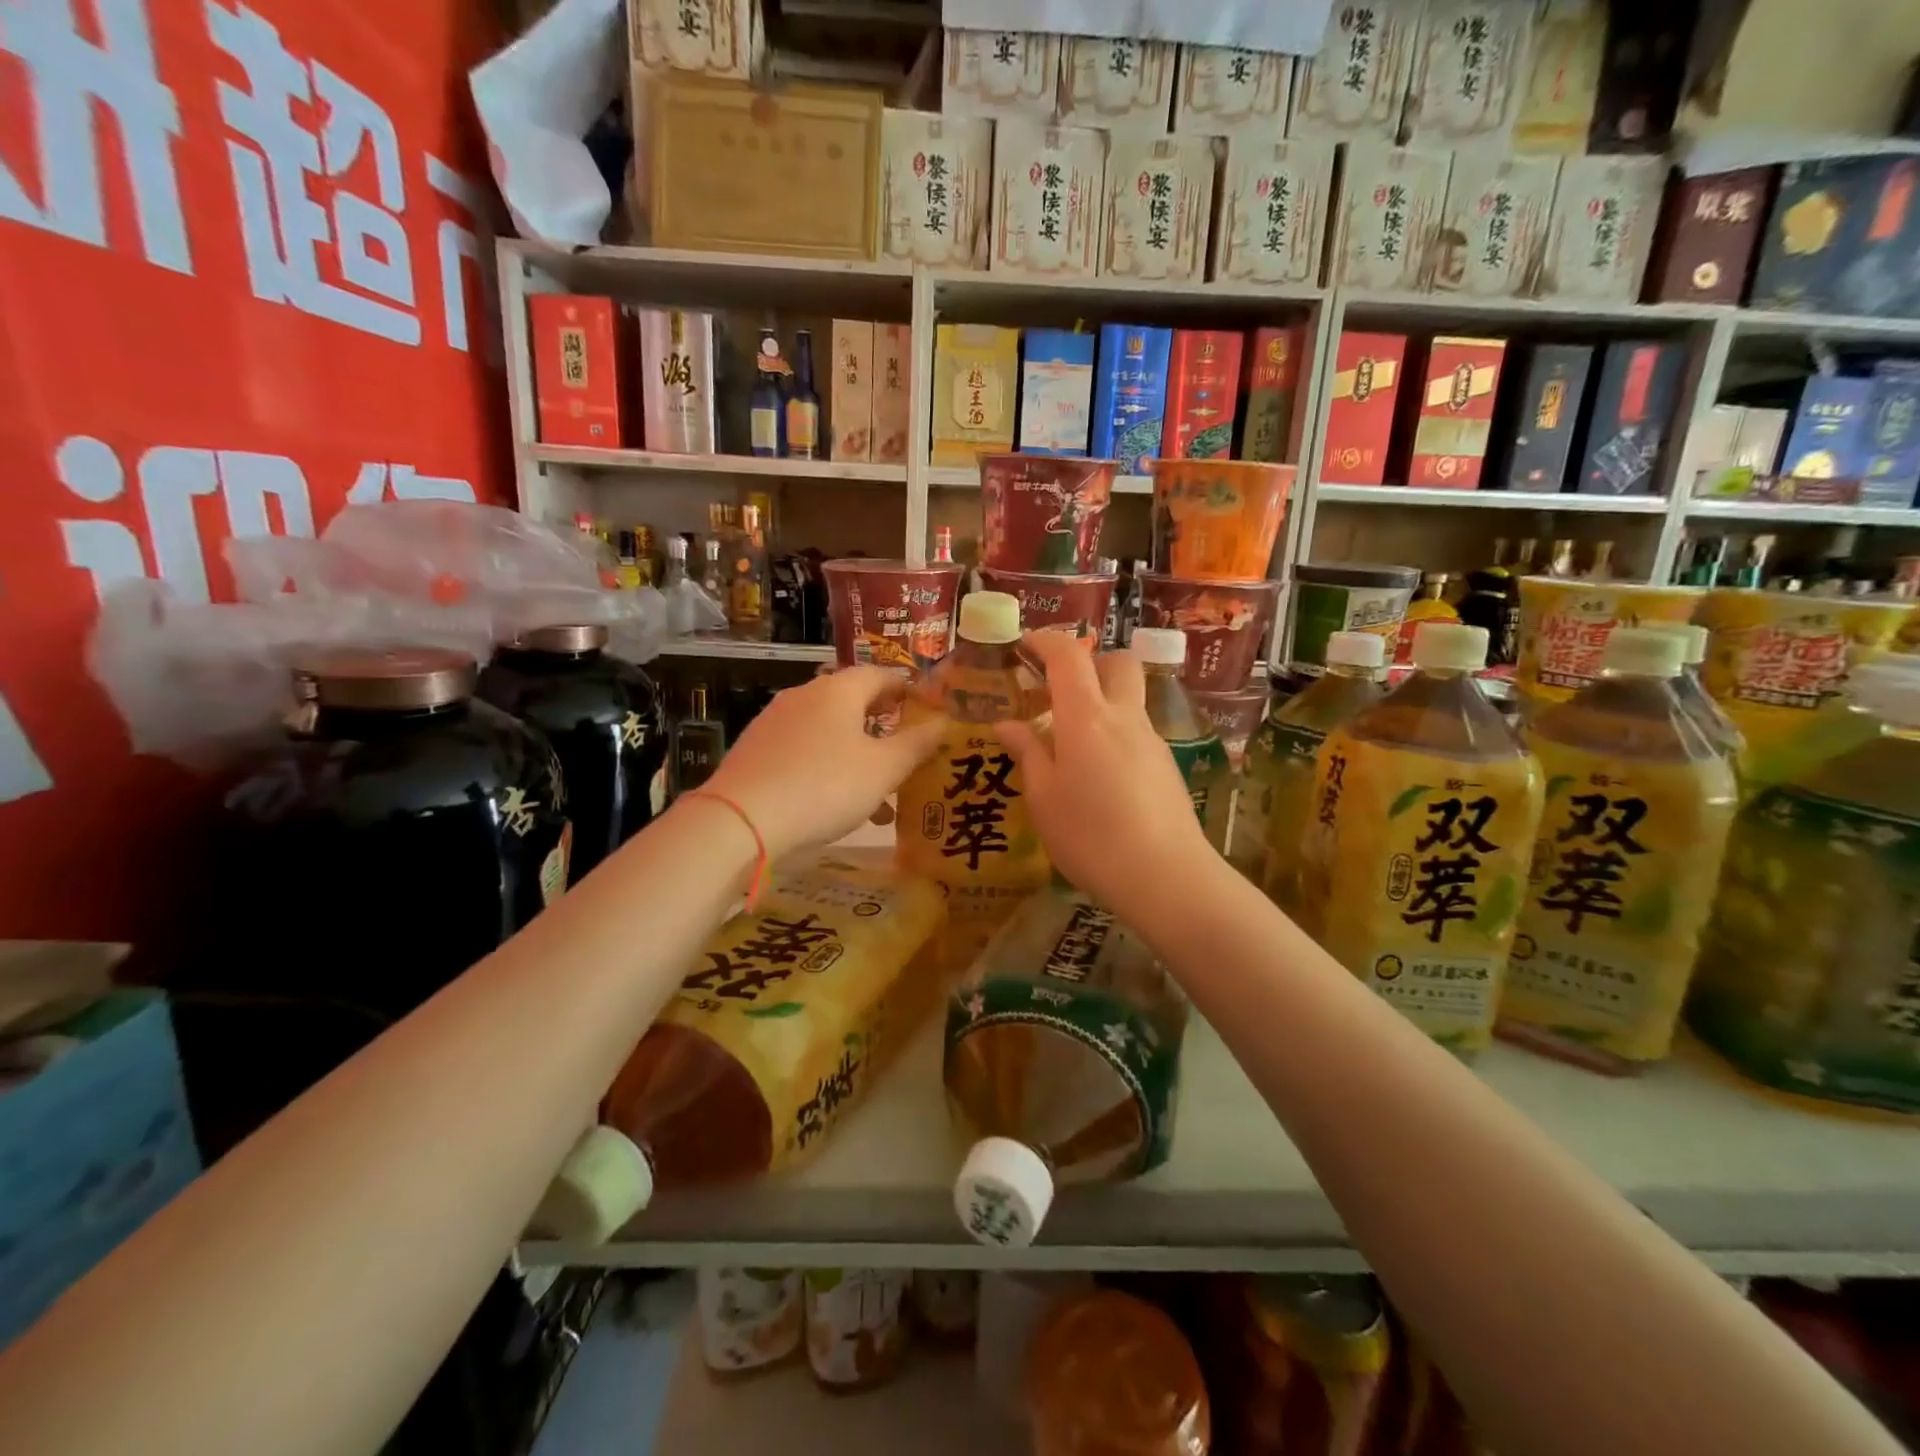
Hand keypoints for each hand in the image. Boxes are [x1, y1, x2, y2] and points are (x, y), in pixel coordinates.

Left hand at [702, 666, 944, 860]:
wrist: (741, 819)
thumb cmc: (824, 786)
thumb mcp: (883, 769)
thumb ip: (917, 744)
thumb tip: (945, 722)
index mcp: (838, 690)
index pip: (880, 674)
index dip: (906, 689)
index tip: (924, 707)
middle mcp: (804, 696)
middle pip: (852, 702)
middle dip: (882, 727)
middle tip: (905, 749)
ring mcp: (775, 722)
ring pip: (829, 732)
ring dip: (857, 755)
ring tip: (879, 795)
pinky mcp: (756, 750)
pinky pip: (804, 751)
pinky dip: (828, 768)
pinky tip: (837, 804)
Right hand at [996, 631, 1213, 908]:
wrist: (1166, 876)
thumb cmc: (1091, 836)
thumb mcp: (1044, 798)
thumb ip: (1027, 753)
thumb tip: (1007, 724)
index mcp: (1086, 717)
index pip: (1069, 656)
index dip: (1045, 641)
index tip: (1024, 646)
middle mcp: (1124, 717)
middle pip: (1116, 663)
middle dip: (1088, 661)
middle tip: (1057, 688)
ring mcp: (1151, 740)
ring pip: (1129, 698)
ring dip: (1101, 700)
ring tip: (1070, 740)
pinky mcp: (1166, 765)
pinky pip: (1136, 731)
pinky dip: (1114, 732)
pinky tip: (1098, 774)